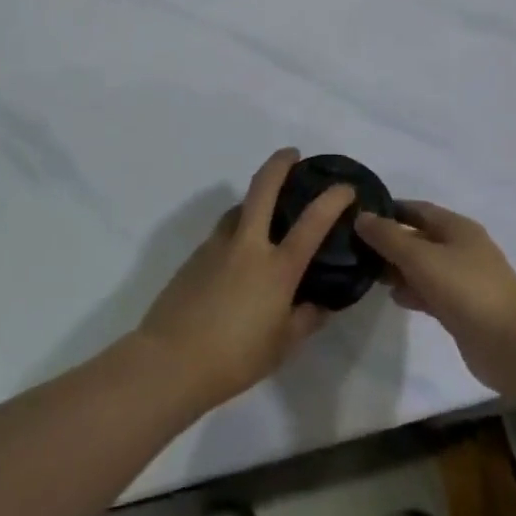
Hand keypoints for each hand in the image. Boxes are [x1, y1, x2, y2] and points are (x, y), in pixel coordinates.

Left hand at [137, 150, 355, 411]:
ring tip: (265, 211)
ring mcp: (218, 245)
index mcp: (277, 268)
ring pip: (239, 207)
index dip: (333, 199)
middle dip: (280, 163)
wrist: (170, 361)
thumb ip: (306, 320)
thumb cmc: (234, 358)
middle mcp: (248, 245)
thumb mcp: (282, 346)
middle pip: (263, 187)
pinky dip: (237, 229)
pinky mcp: (195, 255)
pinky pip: (223, 231)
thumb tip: (321, 305)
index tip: (345, 188)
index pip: (313, 222)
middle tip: (292, 154)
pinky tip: (238, 253)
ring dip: (254, 199)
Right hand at [355, 200, 515, 394]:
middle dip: (391, 242)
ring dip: (399, 268)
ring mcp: (465, 280)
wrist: (512, 347)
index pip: (418, 209)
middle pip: (420, 238)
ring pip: (424, 266)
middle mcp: (462, 248)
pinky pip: (431, 291)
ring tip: (369, 274)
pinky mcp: (464, 309)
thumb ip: (389, 238)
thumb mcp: (422, 258)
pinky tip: (395, 298)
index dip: (390, 210)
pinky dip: (413, 291)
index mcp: (458, 227)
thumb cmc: (467, 291)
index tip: (360, 216)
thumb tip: (361, 217)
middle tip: (357, 249)